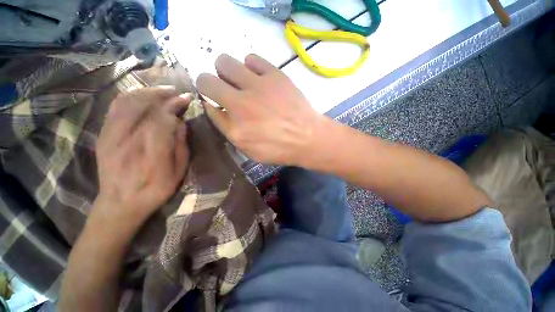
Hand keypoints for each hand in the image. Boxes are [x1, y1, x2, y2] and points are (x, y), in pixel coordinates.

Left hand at [94, 87, 190, 230]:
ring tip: (161, 91)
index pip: (163, 118)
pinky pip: (115, 108)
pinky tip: (141, 96)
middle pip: (145, 106)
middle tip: (176, 92)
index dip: (175, 105)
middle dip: (163, 95)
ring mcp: (112, 136)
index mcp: (153, 152)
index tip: (187, 99)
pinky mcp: (104, 135)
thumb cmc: (155, 190)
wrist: (119, 203)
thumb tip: (181, 123)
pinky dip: (129, 97)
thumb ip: (181, 147)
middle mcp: (130, 140)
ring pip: (127, 103)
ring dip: (146, 92)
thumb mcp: (178, 173)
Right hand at [196, 54, 325, 165]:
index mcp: (235, 127)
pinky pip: (251, 58)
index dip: (209, 102)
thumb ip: (229, 130)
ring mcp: (257, 86)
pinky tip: (258, 77)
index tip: (215, 102)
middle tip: (225, 90)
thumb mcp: (250, 150)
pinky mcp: (274, 75)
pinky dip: (250, 66)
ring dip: (227, 72)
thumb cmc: (280, 149)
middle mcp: (240, 103)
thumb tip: (214, 108)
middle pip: (206, 79)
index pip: (207, 106)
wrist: (308, 138)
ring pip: (224, 62)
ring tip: (241, 82)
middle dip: (210, 83)